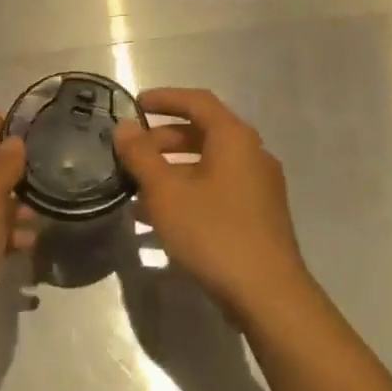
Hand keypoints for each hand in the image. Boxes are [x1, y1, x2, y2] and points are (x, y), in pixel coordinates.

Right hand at [113, 88, 312, 320]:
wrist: (266, 292)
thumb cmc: (213, 232)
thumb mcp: (166, 192)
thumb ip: (141, 156)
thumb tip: (125, 127)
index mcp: (235, 138)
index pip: (197, 101)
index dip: (164, 98)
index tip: (134, 104)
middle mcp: (252, 155)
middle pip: (203, 133)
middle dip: (163, 140)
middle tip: (130, 153)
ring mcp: (259, 186)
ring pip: (208, 166)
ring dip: (171, 171)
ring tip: (135, 189)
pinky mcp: (258, 215)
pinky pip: (217, 191)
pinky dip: (188, 193)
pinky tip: (158, 219)